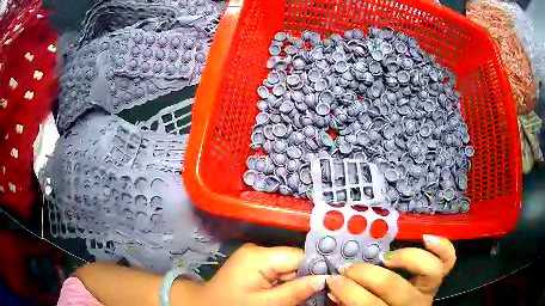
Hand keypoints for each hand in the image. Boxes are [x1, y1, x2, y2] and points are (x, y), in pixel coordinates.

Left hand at [192, 243, 328, 305]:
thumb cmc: (233, 305)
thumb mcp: (266, 303)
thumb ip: (296, 290)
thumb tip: (325, 278)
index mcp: (259, 256)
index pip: (298, 256)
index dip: (317, 268)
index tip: (331, 281)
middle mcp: (258, 251)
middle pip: (294, 262)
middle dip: (307, 278)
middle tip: (321, 293)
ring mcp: (255, 258)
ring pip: (288, 268)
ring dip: (297, 283)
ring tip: (306, 296)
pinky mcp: (254, 266)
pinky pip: (278, 272)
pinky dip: (286, 284)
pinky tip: (290, 295)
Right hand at [326, 235, 455, 305]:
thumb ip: (347, 303)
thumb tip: (334, 289)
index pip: (370, 305)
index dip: (349, 292)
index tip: (333, 280)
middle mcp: (413, 304)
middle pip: (394, 287)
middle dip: (366, 275)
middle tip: (347, 268)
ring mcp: (429, 290)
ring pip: (428, 270)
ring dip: (404, 259)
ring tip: (383, 256)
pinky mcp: (437, 280)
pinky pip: (448, 261)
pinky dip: (441, 247)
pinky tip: (425, 237)